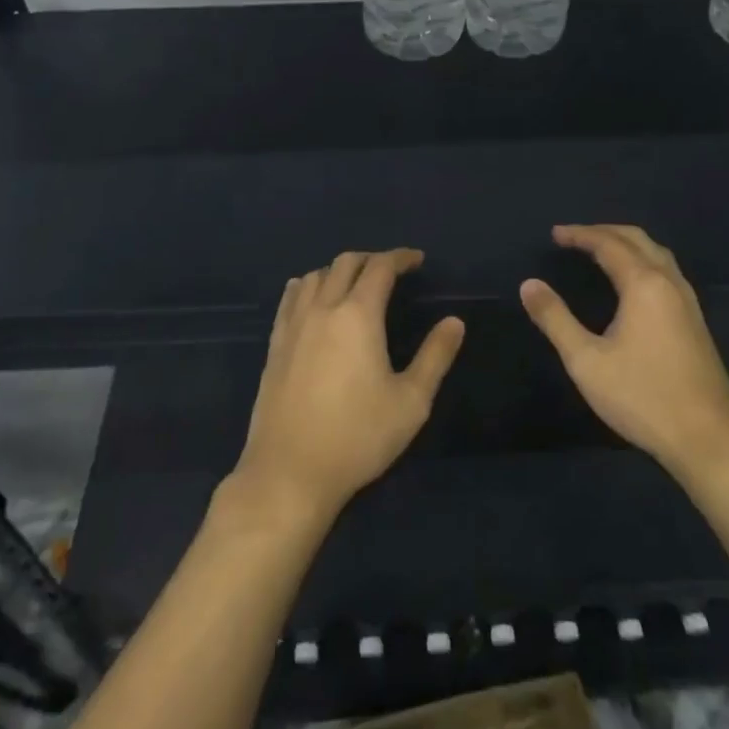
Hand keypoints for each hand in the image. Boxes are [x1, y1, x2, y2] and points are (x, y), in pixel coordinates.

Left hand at [232, 249, 464, 525]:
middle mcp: (323, 309)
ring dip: (339, 270)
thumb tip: (454, 321)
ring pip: (315, 276)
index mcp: (358, 316)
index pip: (380, 268)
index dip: (400, 257)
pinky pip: (291, 298)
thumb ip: (435, 356)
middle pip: (345, 263)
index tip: (417, 260)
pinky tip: (314, 298)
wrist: (290, 471)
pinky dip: (308, 285)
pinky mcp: (274, 344)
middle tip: (391, 270)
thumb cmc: (358, 437)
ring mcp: (293, 325)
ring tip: (355, 283)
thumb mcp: (411, 402)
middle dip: (371, 259)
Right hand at [520, 224, 728, 482]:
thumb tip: (529, 284)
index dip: (580, 235)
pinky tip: (632, 282)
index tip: (554, 234)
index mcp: (644, 285)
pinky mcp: (695, 322)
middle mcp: (670, 283)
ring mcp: (688, 302)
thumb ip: (555, 319)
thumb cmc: (643, 396)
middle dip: (604, 232)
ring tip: (599, 250)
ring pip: (657, 254)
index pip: (609, 244)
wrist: (709, 439)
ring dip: (627, 244)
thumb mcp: (586, 361)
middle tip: (574, 236)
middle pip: (638, 240)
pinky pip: (666, 272)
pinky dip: (642, 261)